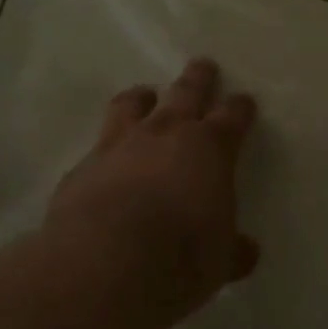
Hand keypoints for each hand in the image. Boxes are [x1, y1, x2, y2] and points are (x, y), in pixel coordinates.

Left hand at [36, 59, 260, 328]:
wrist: (108, 262)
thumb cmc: (183, 256)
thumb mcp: (220, 260)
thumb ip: (231, 250)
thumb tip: (244, 251)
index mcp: (211, 149)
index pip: (232, 117)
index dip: (240, 108)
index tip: (244, 102)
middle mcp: (166, 135)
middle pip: (185, 92)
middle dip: (198, 78)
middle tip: (203, 66)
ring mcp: (119, 146)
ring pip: (132, 105)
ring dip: (142, 98)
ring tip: (145, 95)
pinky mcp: (82, 168)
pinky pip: (97, 147)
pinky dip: (106, 149)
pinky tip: (105, 163)